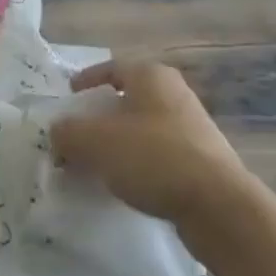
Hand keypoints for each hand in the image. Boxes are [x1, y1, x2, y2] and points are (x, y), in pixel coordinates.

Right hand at [50, 60, 251, 229]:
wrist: (218, 207)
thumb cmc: (153, 157)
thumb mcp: (94, 141)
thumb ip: (67, 132)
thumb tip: (57, 132)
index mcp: (151, 76)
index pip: (112, 68)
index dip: (86, 80)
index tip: (69, 96)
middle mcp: (175, 94)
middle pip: (127, 99)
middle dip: (99, 117)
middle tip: (76, 135)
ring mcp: (193, 128)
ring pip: (143, 128)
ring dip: (118, 143)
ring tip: (95, 164)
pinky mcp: (203, 161)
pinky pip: (159, 155)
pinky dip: (138, 164)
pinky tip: (124, 184)